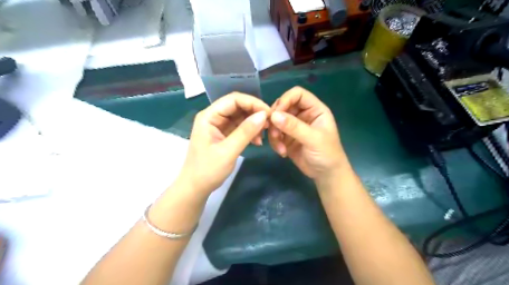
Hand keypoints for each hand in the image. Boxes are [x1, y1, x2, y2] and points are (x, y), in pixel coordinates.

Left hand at [178, 92, 269, 196]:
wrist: (196, 187)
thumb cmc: (208, 170)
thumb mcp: (228, 151)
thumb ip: (245, 132)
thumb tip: (264, 115)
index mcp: (209, 116)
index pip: (233, 99)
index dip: (253, 103)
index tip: (269, 114)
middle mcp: (214, 116)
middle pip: (238, 106)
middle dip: (255, 113)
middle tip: (269, 125)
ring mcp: (219, 125)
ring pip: (241, 116)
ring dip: (254, 124)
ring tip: (264, 136)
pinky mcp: (224, 134)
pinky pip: (240, 127)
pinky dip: (250, 132)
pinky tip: (258, 142)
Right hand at [268, 86, 347, 181]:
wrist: (326, 175)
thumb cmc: (327, 154)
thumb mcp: (313, 139)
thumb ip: (294, 126)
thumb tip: (273, 115)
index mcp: (314, 109)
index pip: (297, 94)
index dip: (285, 100)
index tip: (276, 114)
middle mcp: (303, 114)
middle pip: (282, 106)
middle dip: (276, 119)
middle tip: (275, 133)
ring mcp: (294, 126)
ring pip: (276, 121)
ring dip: (274, 133)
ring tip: (280, 147)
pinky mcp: (287, 137)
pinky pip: (275, 134)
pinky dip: (275, 142)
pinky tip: (282, 152)